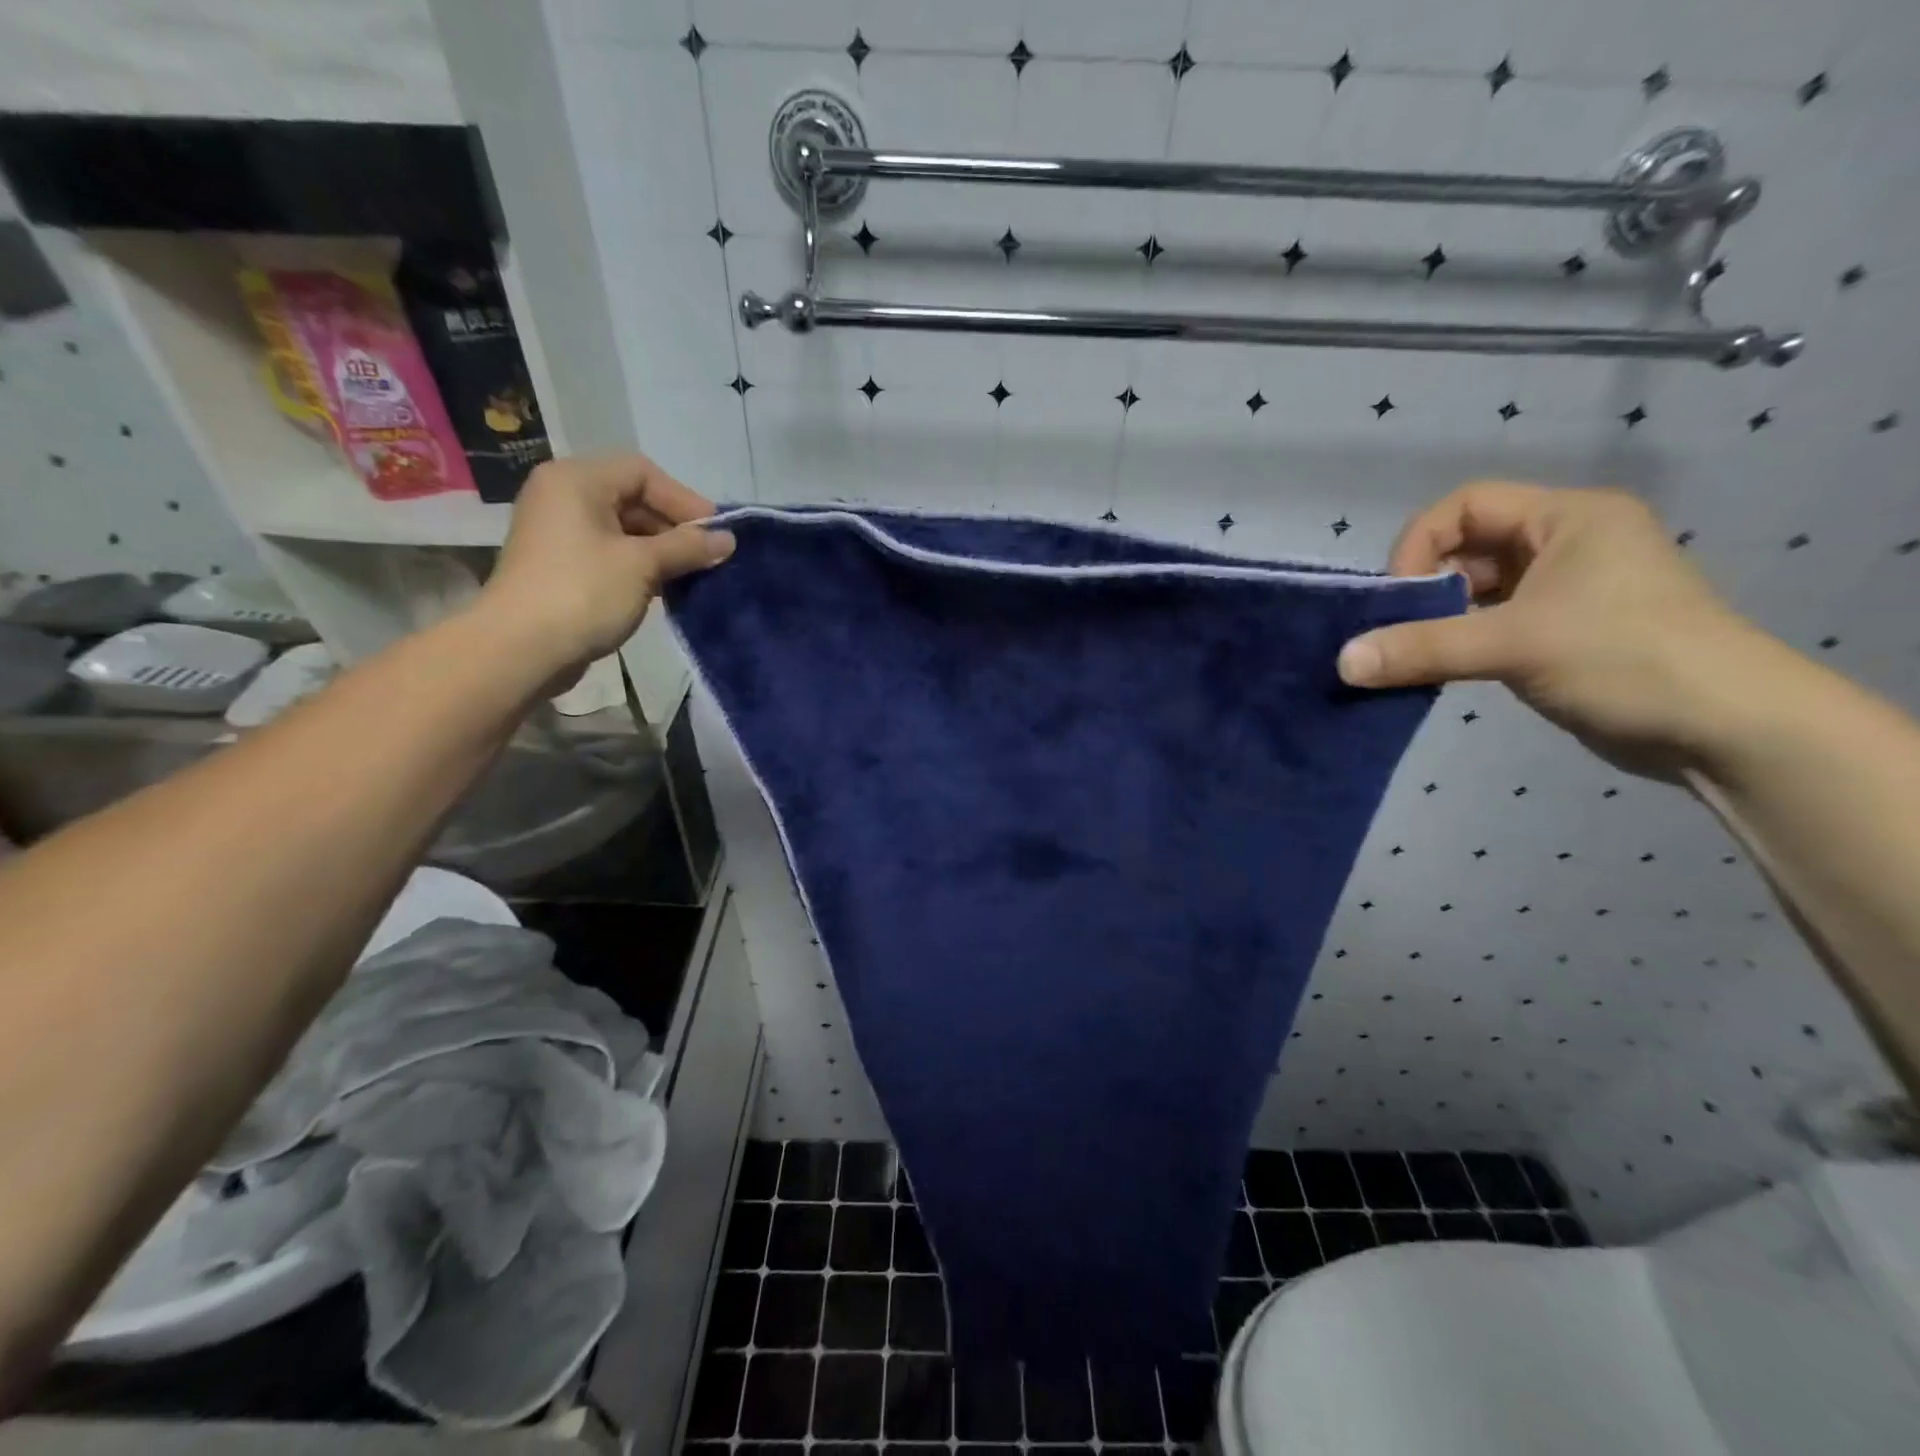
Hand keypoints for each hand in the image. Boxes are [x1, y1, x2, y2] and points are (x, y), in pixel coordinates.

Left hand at [476, 454, 733, 676]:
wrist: (521, 649)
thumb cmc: (583, 593)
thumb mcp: (642, 565)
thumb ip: (687, 547)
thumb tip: (728, 540)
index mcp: (577, 481)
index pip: (643, 473)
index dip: (684, 499)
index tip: (715, 533)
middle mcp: (564, 497)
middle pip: (633, 498)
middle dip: (674, 527)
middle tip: (709, 557)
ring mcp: (560, 533)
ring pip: (624, 529)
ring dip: (662, 550)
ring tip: (693, 576)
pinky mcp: (562, 566)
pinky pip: (611, 553)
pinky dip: (641, 566)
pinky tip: (666, 590)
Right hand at [1337, 482, 1773, 777]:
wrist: (1726, 729)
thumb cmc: (1626, 659)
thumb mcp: (1514, 645)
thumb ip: (1422, 648)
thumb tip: (1341, 661)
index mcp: (1569, 518)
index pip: (1467, 505)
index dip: (1419, 543)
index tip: (1398, 596)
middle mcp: (1567, 543)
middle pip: (1467, 547)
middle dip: (1424, 586)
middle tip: (1396, 629)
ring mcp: (1565, 590)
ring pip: (1476, 590)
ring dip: (1437, 619)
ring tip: (1410, 654)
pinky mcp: (1560, 633)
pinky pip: (1490, 623)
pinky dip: (1458, 642)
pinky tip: (1438, 669)